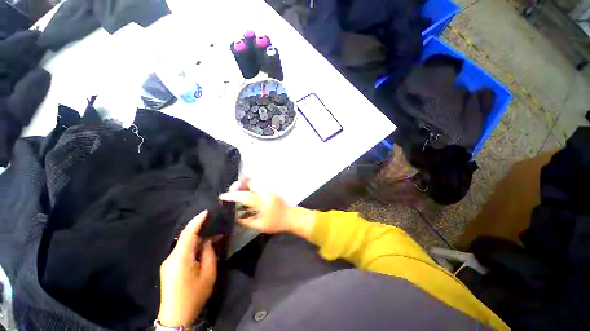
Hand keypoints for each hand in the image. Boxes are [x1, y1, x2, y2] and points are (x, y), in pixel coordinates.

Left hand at [158, 211, 216, 327]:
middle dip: (200, 229)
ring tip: (212, 235)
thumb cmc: (194, 295)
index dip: (197, 221)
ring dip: (197, 238)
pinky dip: (193, 245)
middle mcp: (171, 258)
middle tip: (215, 223)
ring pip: (184, 244)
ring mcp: (168, 262)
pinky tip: (202, 247)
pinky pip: (182, 250)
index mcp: (180, 259)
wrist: (176, 316)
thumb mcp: (208, 274)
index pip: (188, 234)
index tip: (206, 211)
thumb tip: (208, 240)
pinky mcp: (169, 267)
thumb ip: (209, 253)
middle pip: (186, 238)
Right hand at [219, 179, 315, 238]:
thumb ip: (245, 220)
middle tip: (231, 191)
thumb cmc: (276, 223)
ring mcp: (269, 189)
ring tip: (238, 192)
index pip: (245, 196)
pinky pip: (258, 184)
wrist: (291, 217)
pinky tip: (247, 193)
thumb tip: (233, 215)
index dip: (232, 195)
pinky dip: (250, 186)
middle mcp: (266, 192)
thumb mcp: (259, 226)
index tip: (222, 196)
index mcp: (263, 202)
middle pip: (250, 181)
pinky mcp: (271, 188)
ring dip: (244, 184)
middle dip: (239, 184)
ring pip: (254, 181)